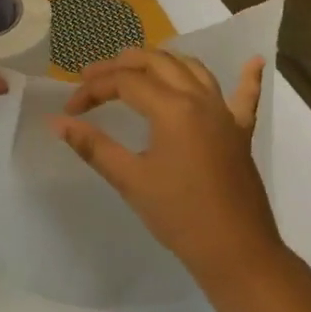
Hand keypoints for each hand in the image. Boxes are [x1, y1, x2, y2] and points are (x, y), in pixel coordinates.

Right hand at [49, 48, 282, 291]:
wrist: (234, 250)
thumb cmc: (178, 215)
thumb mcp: (130, 179)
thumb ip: (93, 146)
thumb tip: (57, 123)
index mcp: (173, 109)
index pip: (125, 82)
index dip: (93, 90)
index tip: (70, 111)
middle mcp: (201, 100)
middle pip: (158, 63)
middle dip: (122, 64)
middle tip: (92, 77)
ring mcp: (225, 114)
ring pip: (194, 70)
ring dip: (163, 62)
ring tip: (136, 67)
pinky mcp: (241, 133)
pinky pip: (246, 97)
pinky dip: (247, 78)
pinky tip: (253, 61)